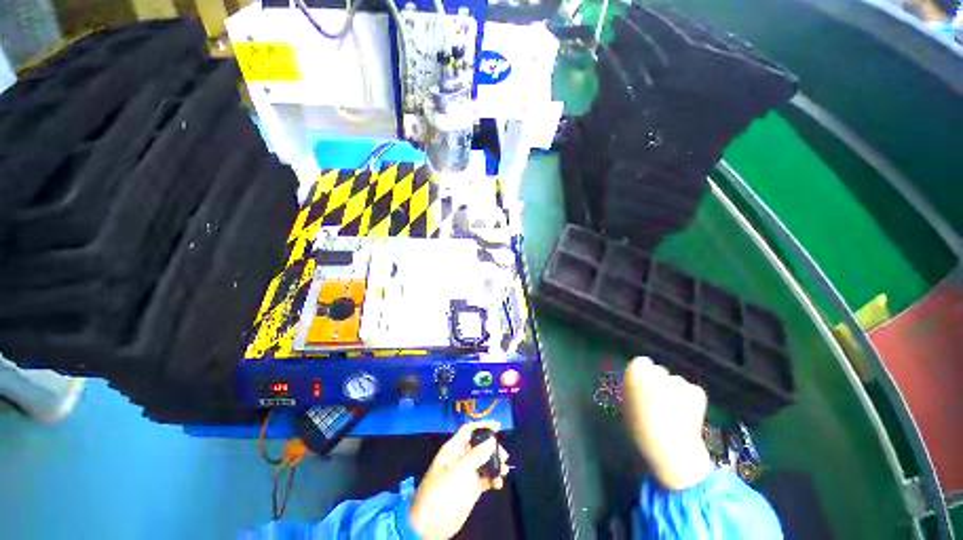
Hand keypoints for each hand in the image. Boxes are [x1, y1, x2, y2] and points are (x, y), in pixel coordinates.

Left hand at [409, 421, 509, 539]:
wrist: (430, 526)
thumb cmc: (441, 492)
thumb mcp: (459, 470)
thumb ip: (477, 455)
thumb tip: (492, 440)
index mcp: (453, 449)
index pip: (468, 430)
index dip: (482, 426)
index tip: (498, 426)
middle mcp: (461, 458)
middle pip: (479, 445)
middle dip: (492, 447)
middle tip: (504, 455)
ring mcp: (466, 474)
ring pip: (484, 462)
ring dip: (495, 464)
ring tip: (505, 470)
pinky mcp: (471, 489)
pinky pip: (485, 479)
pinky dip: (493, 479)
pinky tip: (499, 484)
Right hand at [623, 357, 712, 490]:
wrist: (668, 448)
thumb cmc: (639, 429)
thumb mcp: (626, 408)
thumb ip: (632, 391)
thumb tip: (637, 388)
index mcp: (635, 373)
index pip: (641, 363)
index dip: (643, 375)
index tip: (643, 388)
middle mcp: (656, 371)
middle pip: (659, 371)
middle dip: (660, 382)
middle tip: (659, 402)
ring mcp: (678, 380)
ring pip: (676, 382)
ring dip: (676, 392)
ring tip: (675, 413)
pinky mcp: (696, 391)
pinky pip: (692, 392)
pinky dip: (691, 401)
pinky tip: (688, 416)